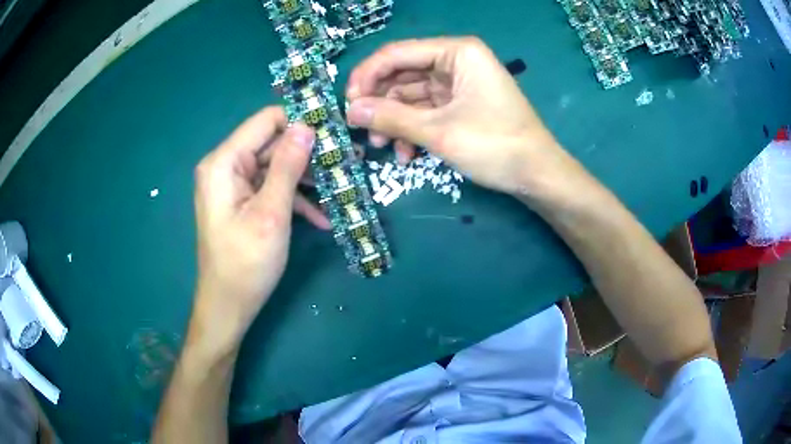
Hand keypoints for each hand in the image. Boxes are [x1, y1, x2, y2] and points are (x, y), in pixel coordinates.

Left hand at [190, 107, 321, 353]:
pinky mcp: (242, 201)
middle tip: (347, 164)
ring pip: (276, 166)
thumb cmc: (246, 264)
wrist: (228, 306)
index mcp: (224, 162)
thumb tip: (307, 126)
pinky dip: (294, 199)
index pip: (266, 120)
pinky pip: (271, 188)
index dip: (300, 122)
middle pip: (273, 143)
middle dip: (309, 154)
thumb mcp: (271, 214)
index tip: (334, 135)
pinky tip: (322, 217)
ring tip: (340, 190)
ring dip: (307, 179)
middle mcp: (226, 166)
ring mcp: (234, 185)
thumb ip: (288, 166)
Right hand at [345, 37, 566, 195]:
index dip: (367, 76)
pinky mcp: (460, 105)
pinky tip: (406, 155)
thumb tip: (350, 111)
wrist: (537, 175)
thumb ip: (391, 117)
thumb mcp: (438, 131)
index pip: (397, 53)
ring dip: (394, 121)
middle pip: (402, 74)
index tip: (346, 104)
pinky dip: (412, 130)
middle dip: (380, 103)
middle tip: (360, 129)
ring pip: (411, 95)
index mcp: (456, 52)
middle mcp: (456, 61)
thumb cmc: (495, 146)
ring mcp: (458, 84)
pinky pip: (425, 111)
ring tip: (381, 147)